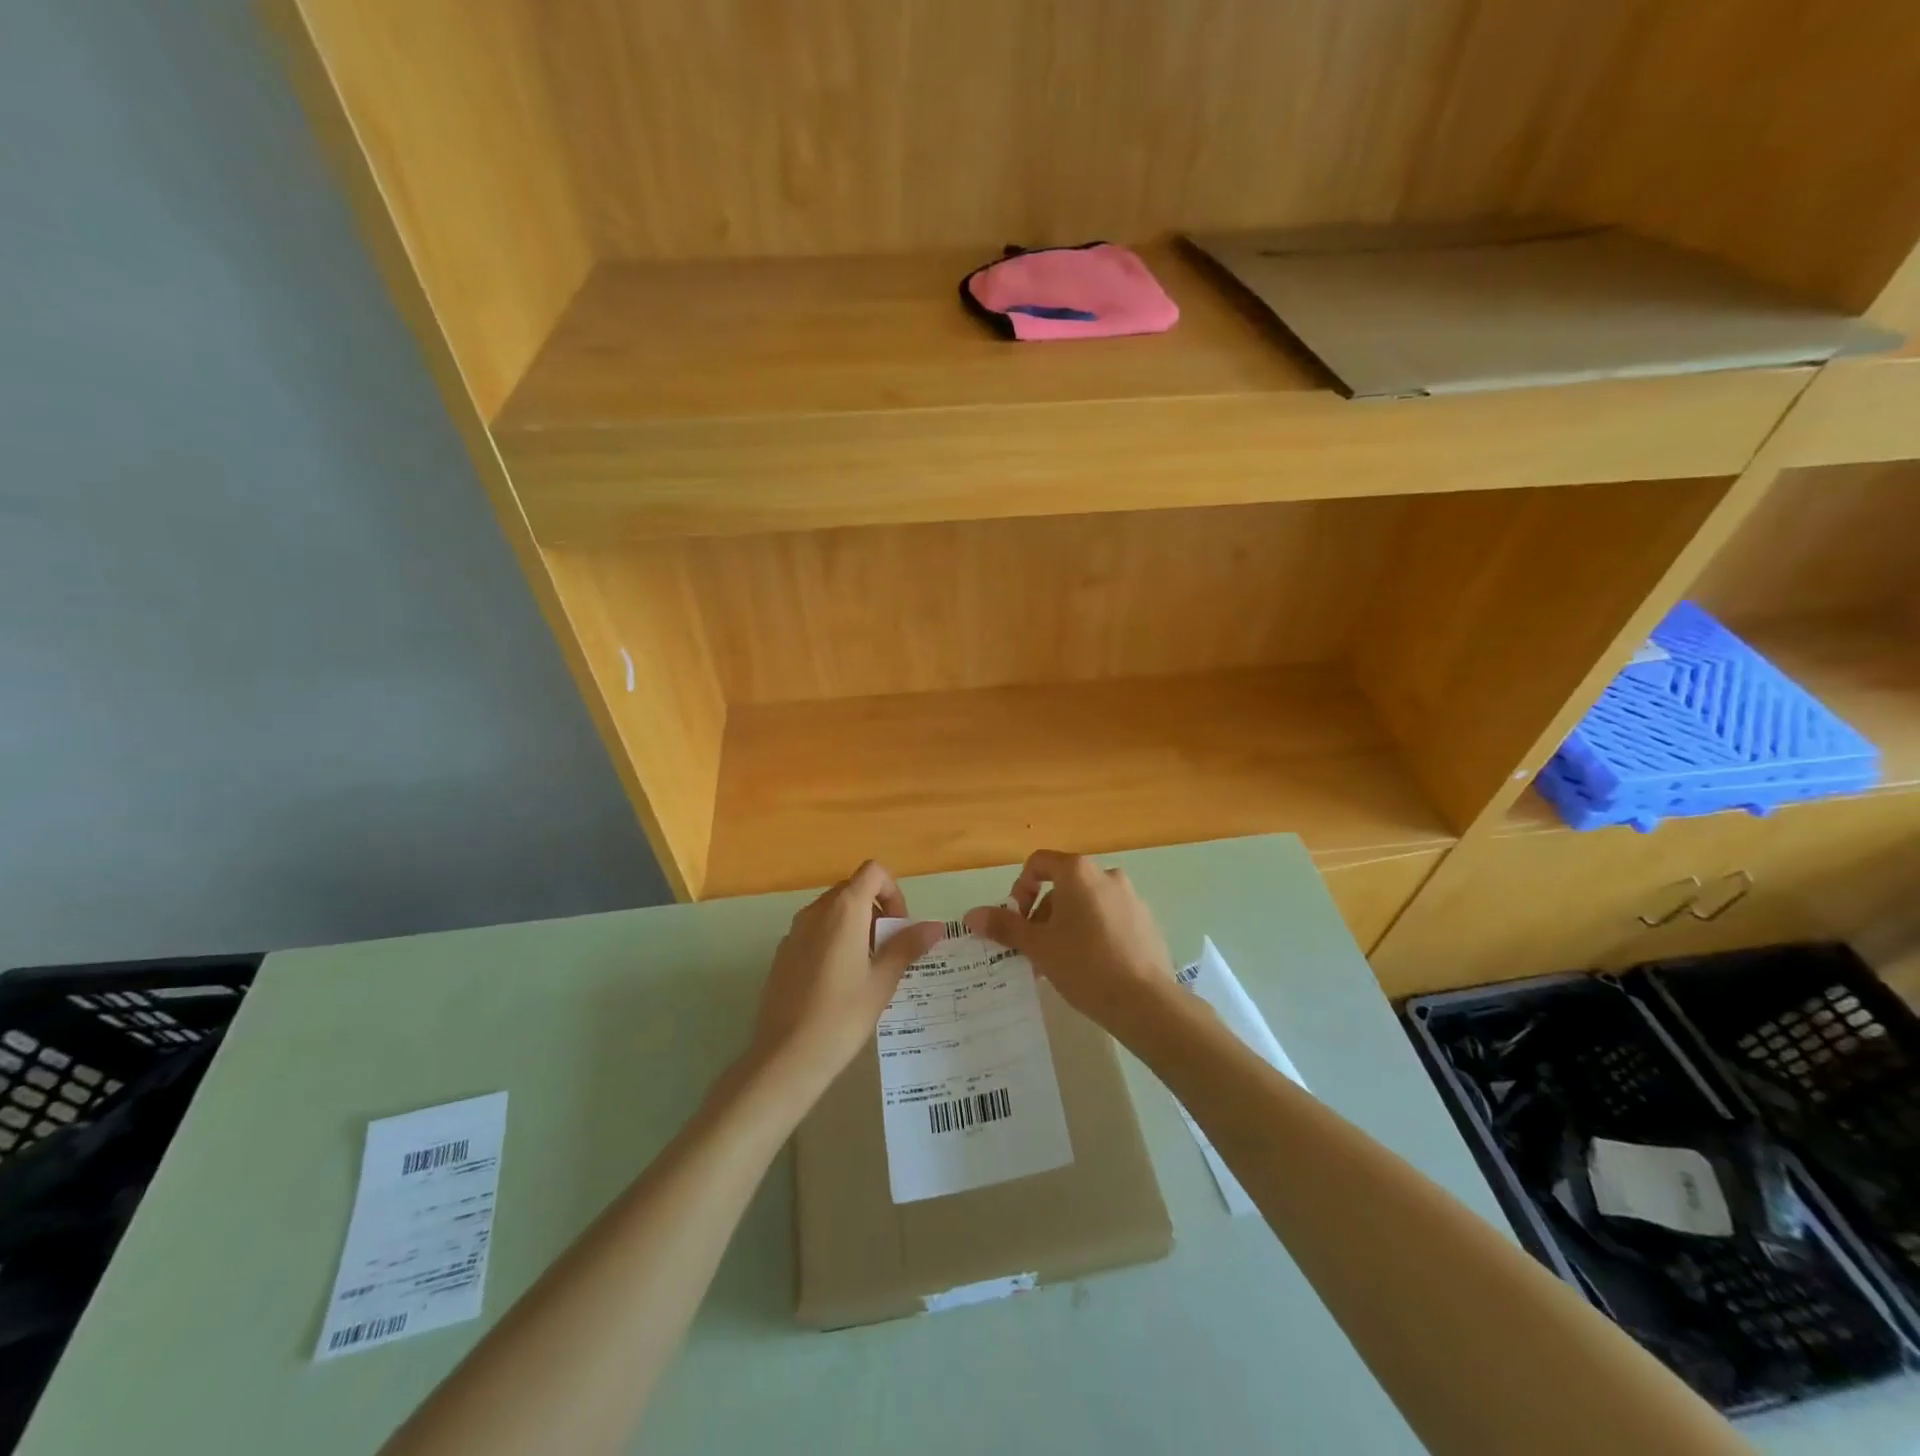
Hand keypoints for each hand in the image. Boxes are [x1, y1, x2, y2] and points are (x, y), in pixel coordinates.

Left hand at [750, 861, 943, 1083]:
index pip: (873, 872)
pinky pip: (814, 932)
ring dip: (855, 926)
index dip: (892, 891)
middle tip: (889, 950)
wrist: (786, 1056)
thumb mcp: (883, 981)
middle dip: (876, 910)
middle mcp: (816, 911)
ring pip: (832, 911)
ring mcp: (794, 931)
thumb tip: (935, 926)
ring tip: (867, 969)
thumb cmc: (842, 1015)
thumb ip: (907, 946)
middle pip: (852, 889)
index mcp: (844, 910)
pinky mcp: (782, 954)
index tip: (899, 927)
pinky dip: (832, 941)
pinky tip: (839, 984)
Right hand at [963, 851, 1175, 1028]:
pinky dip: (1093, 932)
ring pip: (1087, 903)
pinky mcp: (1146, 921)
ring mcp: (1131, 898)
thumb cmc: (1083, 964)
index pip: (1039, 863)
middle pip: (1063, 884)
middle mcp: (1107, 875)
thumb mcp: (1037, 946)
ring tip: (1060, 961)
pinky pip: (1110, 918)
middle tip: (1035, 947)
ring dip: (1067, 924)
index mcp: (1078, 872)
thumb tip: (971, 915)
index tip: (1018, 920)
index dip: (1021, 888)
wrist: (1143, 1001)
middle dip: (1043, 913)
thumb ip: (1004, 925)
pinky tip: (1090, 967)